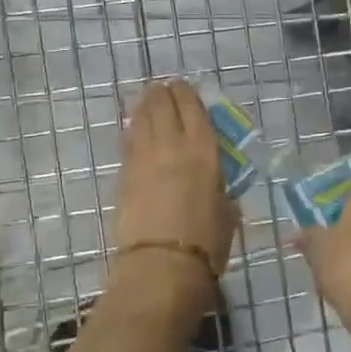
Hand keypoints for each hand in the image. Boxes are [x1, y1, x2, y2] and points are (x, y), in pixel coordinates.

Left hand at [114, 80, 240, 276]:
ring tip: (146, 101)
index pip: (192, 107)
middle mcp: (171, 144)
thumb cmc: (207, 242)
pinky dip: (132, 130)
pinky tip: (134, 128)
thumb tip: (214, 182)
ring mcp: (143, 158)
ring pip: (141, 118)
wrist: (163, 264)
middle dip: (162, 93)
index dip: (186, 92)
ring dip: (144, 106)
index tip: (183, 87)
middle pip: (162, 104)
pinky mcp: (124, 174)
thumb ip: (220, 187)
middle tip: (162, 90)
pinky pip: (128, 141)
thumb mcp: (227, 209)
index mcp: (203, 149)